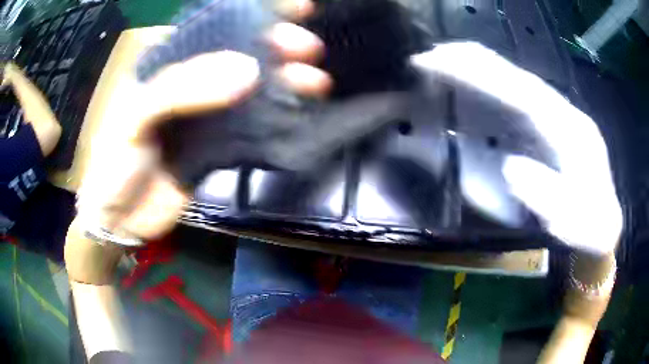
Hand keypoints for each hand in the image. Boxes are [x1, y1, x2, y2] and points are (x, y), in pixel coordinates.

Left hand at [76, 0, 329, 240]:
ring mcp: (207, 114)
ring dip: (286, 81)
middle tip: (307, 49)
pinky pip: (253, 126)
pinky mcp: (219, 146)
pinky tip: (298, 113)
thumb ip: (183, 90)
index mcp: (167, 63)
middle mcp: (191, 82)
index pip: (215, 25)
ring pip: (254, 88)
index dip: (255, 13)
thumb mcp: (135, 117)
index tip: (293, 7)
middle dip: (278, 45)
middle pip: (242, 53)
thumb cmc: (115, 162)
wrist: (121, 218)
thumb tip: (250, 72)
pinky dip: (278, 119)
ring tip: (315, 81)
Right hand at [412, 42, 621, 254]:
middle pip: (521, 79)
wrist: (604, 224)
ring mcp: (560, 117)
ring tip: (449, 59)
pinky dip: (497, 83)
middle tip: (435, 54)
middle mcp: (566, 115)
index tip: (447, 64)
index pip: (526, 95)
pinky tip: (478, 81)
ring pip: (521, 83)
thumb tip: (511, 167)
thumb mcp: (575, 223)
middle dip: (478, 63)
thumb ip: (547, 197)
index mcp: (573, 134)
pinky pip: (522, 97)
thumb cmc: (589, 228)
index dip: (487, 77)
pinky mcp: (553, 126)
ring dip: (485, 68)